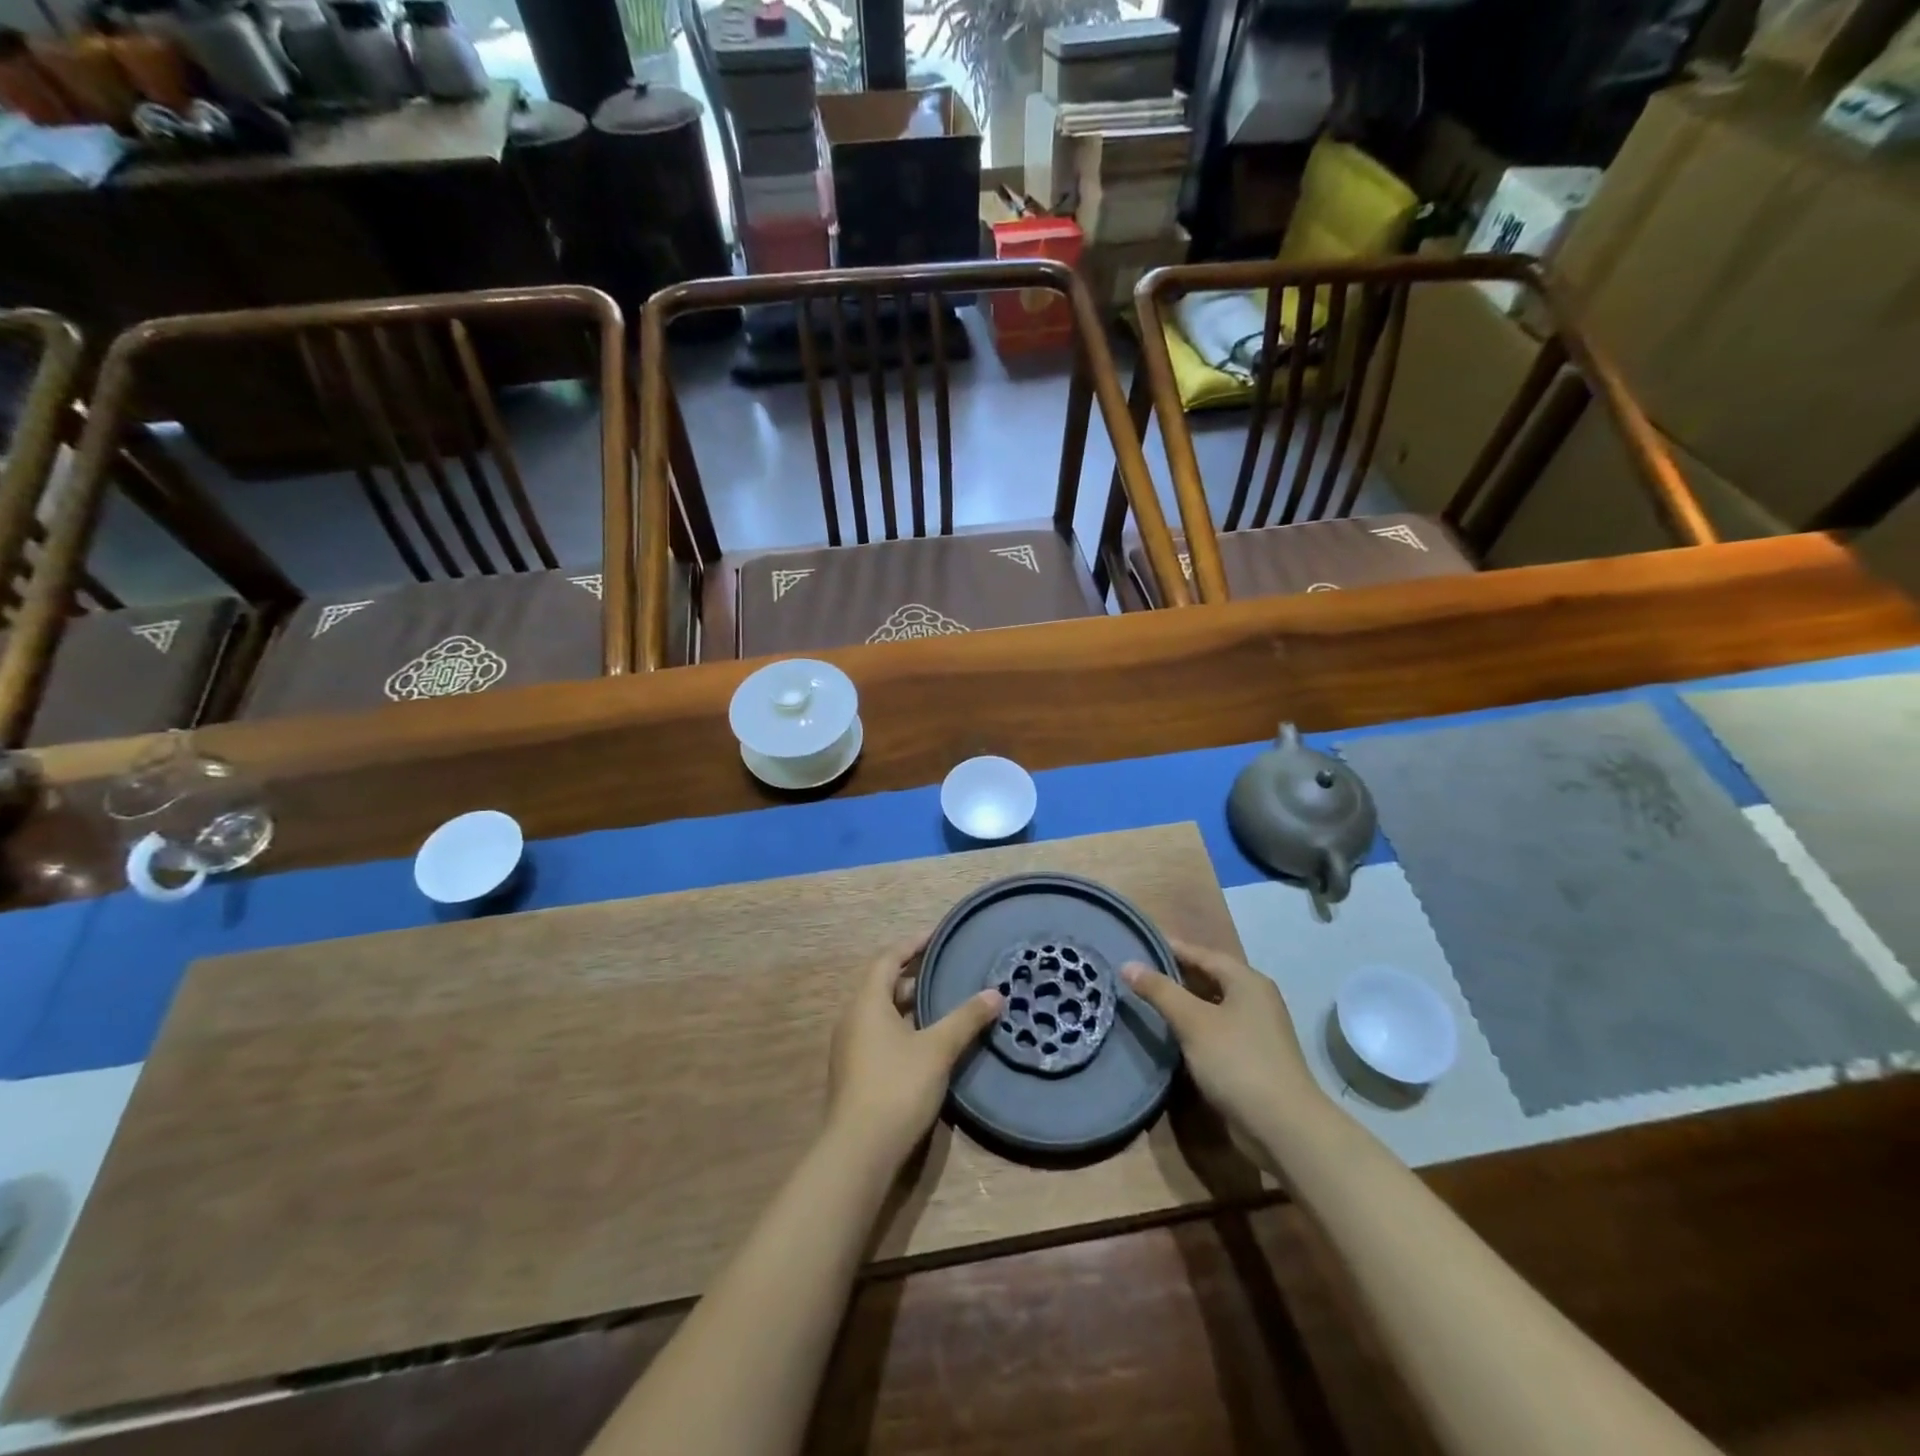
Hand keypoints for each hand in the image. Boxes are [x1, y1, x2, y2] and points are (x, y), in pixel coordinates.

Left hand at [826, 939, 1002, 1170]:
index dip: (913, 944)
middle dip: (914, 974)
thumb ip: (965, 1018)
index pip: (888, 958)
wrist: (859, 1151)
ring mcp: (851, 1047)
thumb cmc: (897, 1086)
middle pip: (883, 984)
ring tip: (942, 1001)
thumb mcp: (938, 1049)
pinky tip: (927, 1040)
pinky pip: (880, 1033)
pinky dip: (903, 1026)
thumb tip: (995, 993)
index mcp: (867, 1002)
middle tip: (946, 968)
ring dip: (909, 1002)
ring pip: (882, 1011)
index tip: (938, 936)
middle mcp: (854, 1018)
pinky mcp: (855, 1072)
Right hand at [1121, 939, 1326, 1148]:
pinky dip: (1194, 1027)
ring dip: (1183, 1003)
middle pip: (1208, 977)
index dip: (1169, 948)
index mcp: (1246, 981)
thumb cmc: (1238, 1062)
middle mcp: (1255, 999)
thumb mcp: (1193, 1022)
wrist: (1284, 1128)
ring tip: (1147, 1001)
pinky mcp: (1252, 1057)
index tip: (1138, 945)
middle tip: (1136, 974)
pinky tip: (1171, 1034)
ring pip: (1211, 1005)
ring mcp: (1256, 1029)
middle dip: (1174, 975)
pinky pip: (1216, 1029)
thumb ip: (1160, 991)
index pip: (1201, 953)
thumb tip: (1128, 964)